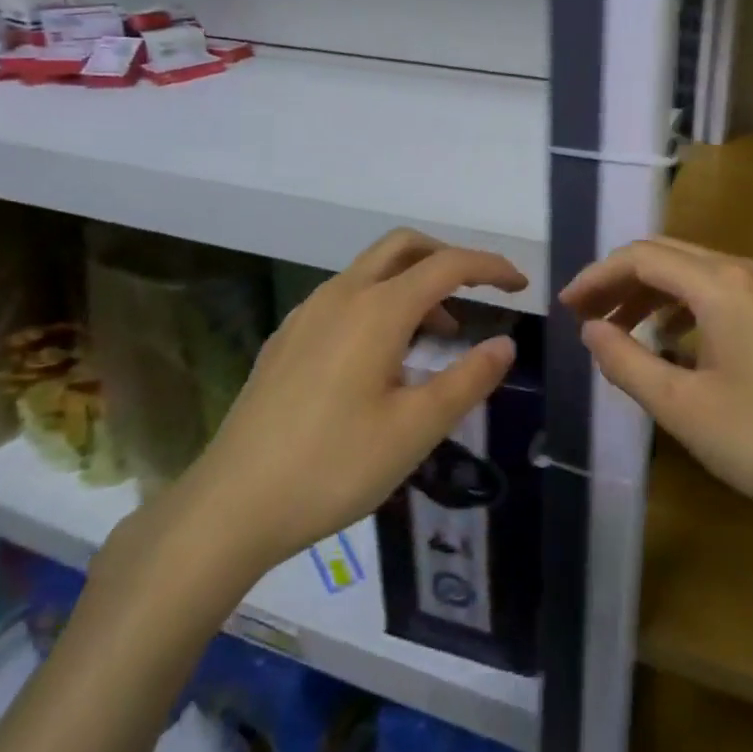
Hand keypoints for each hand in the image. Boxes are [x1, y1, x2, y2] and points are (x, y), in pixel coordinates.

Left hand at [145, 230, 526, 593]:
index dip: (490, 268)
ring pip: (372, 271)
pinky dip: (380, 303)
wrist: (231, 504)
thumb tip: (505, 344)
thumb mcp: (415, 430)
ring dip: (413, 284)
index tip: (521, 286)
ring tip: (438, 336)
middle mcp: (341, 295)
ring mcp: (307, 314)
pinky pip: (346, 297)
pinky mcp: (287, 337)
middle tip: (479, 293)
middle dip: (448, 258)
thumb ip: (468, 380)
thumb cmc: (333, 466)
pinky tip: (382, 356)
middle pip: (404, 247)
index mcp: (377, 310)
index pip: (447, 265)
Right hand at [563, 237, 752, 554]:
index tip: (565, 307)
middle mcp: (746, 272)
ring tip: (617, 327)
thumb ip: (627, 362)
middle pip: (667, 256)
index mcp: (720, 285)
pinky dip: (682, 304)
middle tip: (584, 315)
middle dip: (620, 281)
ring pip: (693, 271)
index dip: (597, 276)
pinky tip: (670, 337)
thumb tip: (590, 329)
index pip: (642, 258)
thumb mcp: (682, 407)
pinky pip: (719, 290)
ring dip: (650, 292)